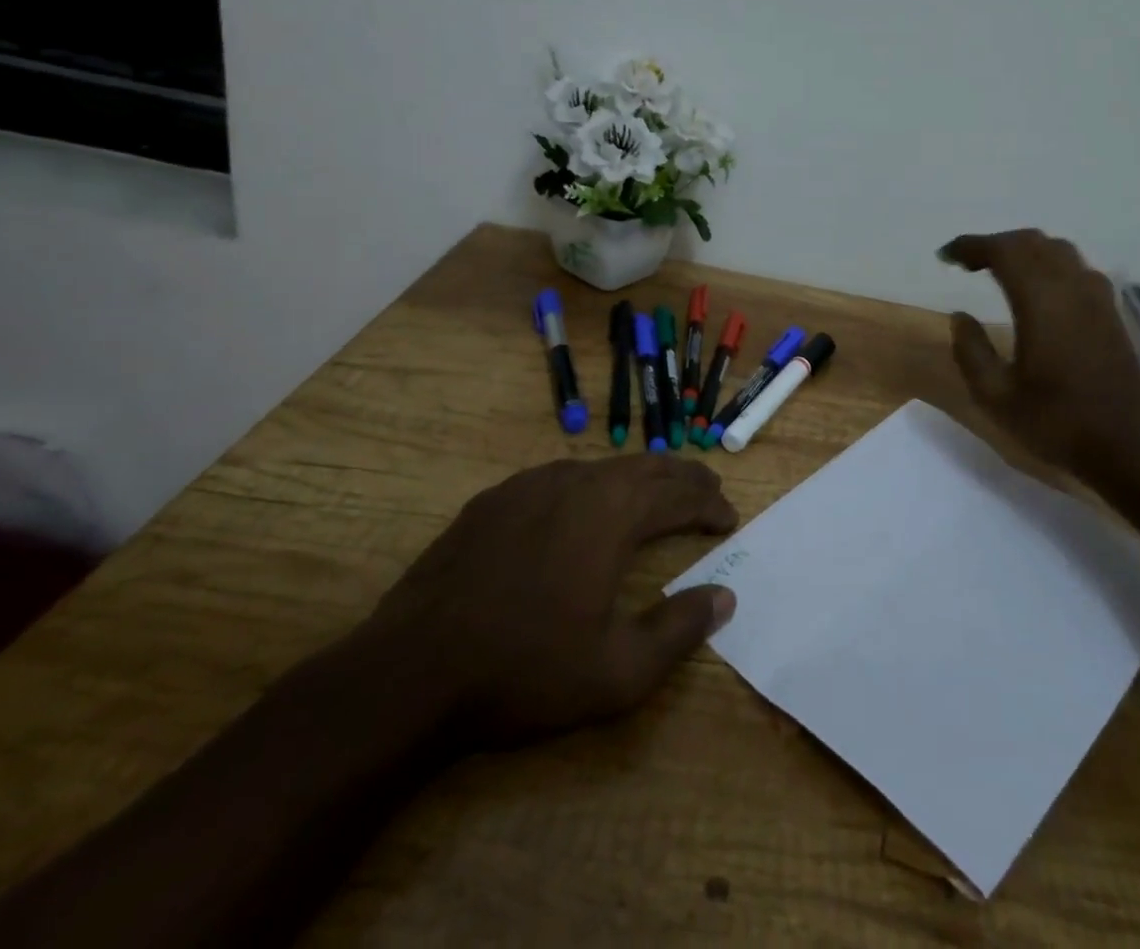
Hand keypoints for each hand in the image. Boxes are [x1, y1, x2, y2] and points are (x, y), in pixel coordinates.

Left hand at [369, 454, 738, 746]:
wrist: (410, 673)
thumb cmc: (524, 671)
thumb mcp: (618, 672)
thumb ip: (679, 630)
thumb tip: (725, 597)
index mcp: (614, 514)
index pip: (681, 495)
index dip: (711, 505)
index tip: (729, 518)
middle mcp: (579, 483)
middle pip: (648, 467)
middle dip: (684, 478)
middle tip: (707, 490)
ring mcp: (532, 484)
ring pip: (603, 466)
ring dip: (639, 477)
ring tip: (656, 493)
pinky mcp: (495, 498)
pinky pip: (560, 476)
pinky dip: (592, 484)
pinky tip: (585, 505)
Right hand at [941, 229, 1139, 476]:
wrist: (1126, 447)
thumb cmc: (1055, 422)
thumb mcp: (995, 397)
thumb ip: (971, 351)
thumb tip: (960, 316)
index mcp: (1041, 302)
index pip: (1003, 252)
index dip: (971, 246)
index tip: (946, 256)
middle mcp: (1071, 288)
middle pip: (1031, 242)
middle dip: (996, 244)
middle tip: (968, 263)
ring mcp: (1097, 298)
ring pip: (1058, 250)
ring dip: (1025, 251)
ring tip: (1000, 270)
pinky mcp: (1111, 312)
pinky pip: (1077, 269)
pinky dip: (1050, 264)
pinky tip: (1040, 291)